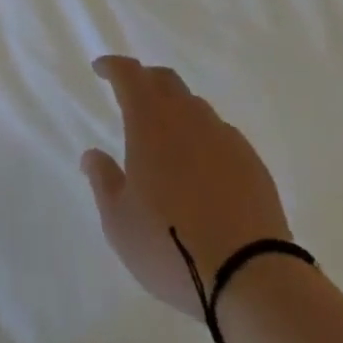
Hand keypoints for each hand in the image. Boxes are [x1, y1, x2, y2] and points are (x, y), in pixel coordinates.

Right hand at [82, 55, 292, 317]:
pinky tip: (202, 169)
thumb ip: (103, 180)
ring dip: (176, 111)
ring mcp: (223, 135)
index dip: (113, 66)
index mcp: (150, 121)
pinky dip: (204, 140)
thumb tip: (92, 155)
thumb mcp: (120, 222)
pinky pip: (220, 135)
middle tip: (133, 96)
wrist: (250, 276)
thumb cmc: (171, 246)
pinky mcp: (250, 160)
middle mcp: (187, 116)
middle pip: (164, 80)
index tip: (101, 68)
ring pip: (194, 106)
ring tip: (168, 140)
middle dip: (145, 81)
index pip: (129, 75)